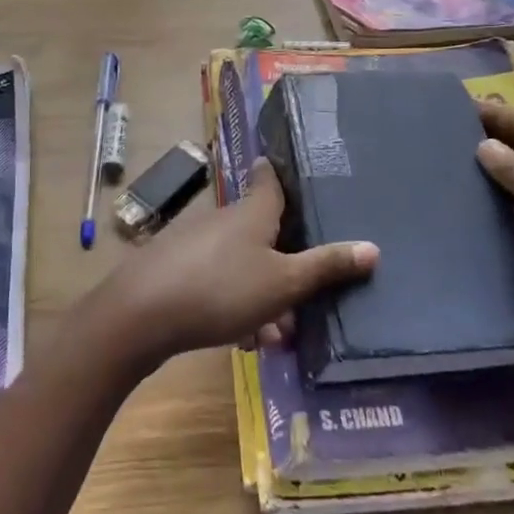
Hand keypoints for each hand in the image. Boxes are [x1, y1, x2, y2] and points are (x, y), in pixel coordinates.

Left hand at [78, 160, 377, 369]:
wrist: (139, 315)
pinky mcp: (174, 270)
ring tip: (272, 337)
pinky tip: (239, 341)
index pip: (270, 177)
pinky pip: (216, 283)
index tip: (293, 172)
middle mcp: (224, 220)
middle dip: (284, 266)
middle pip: (262, 233)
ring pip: (241, 265)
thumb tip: (373, 248)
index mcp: (252, 211)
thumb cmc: (221, 290)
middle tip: (301, 302)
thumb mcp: (283, 284)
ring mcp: (195, 244)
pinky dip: (233, 306)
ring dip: (261, 297)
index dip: (282, 173)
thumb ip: (326, 267)